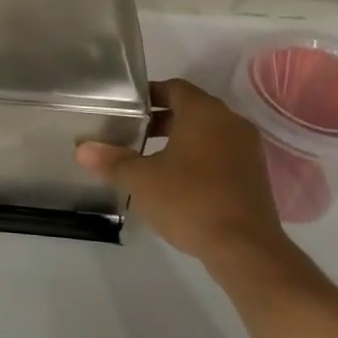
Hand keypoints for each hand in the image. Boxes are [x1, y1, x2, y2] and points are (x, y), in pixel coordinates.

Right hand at [76, 78, 291, 278]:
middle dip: (161, 119)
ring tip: (150, 159)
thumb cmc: (190, 201)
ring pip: (207, 133)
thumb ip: (111, 160)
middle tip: (132, 133)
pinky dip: (199, 159)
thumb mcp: (141, 180)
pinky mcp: (255, 176)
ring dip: (180, 140)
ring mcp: (247, 150)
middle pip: (191, 109)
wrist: (246, 250)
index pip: (173, 88)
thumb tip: (81, 149)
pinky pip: (221, 154)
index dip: (148, 95)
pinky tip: (179, 182)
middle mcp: (230, 122)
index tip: (126, 109)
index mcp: (204, 112)